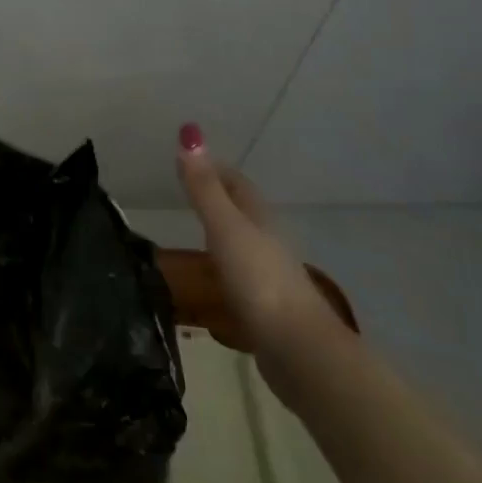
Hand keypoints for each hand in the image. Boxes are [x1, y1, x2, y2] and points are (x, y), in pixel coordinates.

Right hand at [176, 124, 341, 371]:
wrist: (297, 350)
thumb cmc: (259, 280)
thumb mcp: (225, 227)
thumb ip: (204, 187)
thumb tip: (190, 132)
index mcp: (259, 220)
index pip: (236, 183)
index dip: (215, 168)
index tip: (188, 158)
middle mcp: (267, 243)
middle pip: (242, 212)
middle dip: (217, 198)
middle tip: (184, 191)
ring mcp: (268, 277)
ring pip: (241, 245)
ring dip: (220, 234)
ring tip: (189, 231)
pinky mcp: (264, 309)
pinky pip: (238, 278)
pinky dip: (221, 269)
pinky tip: (207, 279)